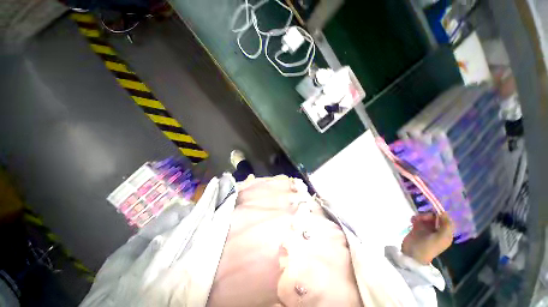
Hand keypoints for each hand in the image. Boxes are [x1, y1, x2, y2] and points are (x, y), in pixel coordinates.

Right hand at [401, 213, 453, 264]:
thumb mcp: (441, 238)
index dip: (441, 215)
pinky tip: (412, 221)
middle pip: (435, 217)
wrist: (413, 253)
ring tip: (414, 220)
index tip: (434, 211)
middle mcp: (437, 231)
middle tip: (422, 218)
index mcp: (445, 234)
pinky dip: (415, 218)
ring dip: (420, 216)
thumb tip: (444, 213)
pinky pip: (417, 219)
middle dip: (428, 215)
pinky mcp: (417, 228)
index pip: (447, 220)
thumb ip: (446, 226)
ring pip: (426, 217)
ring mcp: (426, 229)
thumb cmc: (428, 247)